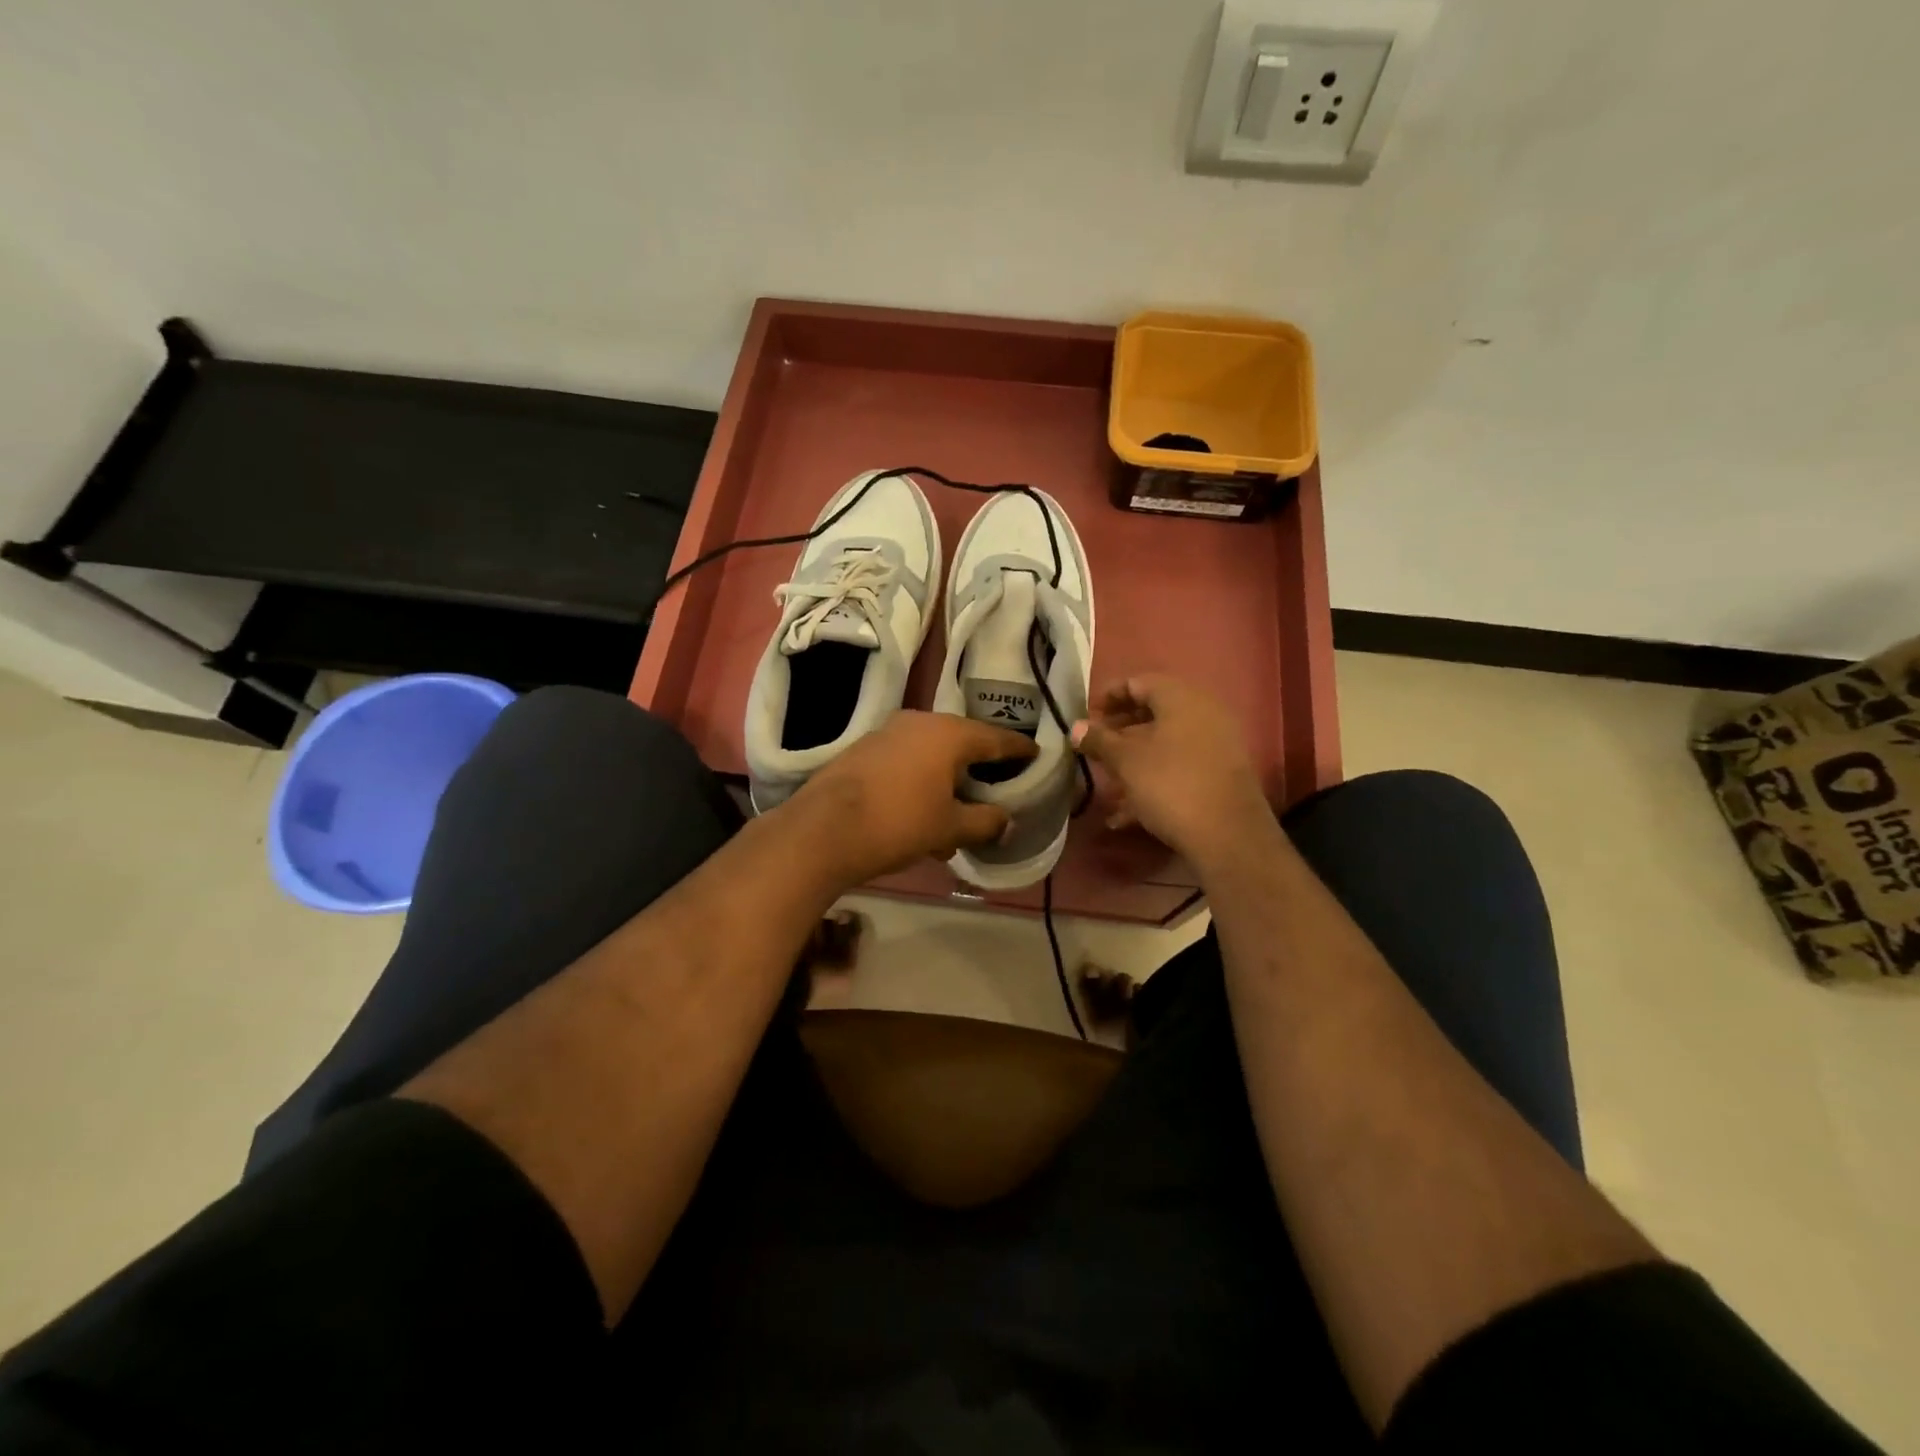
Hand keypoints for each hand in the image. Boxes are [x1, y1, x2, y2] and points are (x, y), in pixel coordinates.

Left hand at [786, 710, 1036, 887]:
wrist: (822, 830)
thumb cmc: (898, 823)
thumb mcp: (950, 828)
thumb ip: (985, 821)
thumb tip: (1006, 820)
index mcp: (948, 734)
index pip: (995, 738)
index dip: (1018, 749)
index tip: (1035, 754)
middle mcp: (919, 722)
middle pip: (961, 743)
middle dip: (978, 769)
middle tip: (994, 788)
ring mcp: (886, 733)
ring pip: (930, 755)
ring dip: (946, 783)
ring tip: (952, 822)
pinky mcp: (863, 750)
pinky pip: (905, 762)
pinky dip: (919, 783)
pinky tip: (917, 817)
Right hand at [1072, 675, 1275, 870]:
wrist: (1228, 834)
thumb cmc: (1170, 784)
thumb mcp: (1125, 761)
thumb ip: (1099, 740)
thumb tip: (1076, 727)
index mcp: (1180, 697)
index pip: (1138, 682)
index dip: (1109, 696)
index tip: (1087, 716)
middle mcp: (1203, 712)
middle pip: (1154, 712)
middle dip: (1121, 729)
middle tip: (1095, 745)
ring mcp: (1216, 744)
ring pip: (1165, 743)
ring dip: (1134, 758)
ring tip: (1107, 781)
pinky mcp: (1220, 774)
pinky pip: (1179, 767)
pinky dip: (1153, 780)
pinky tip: (1126, 815)